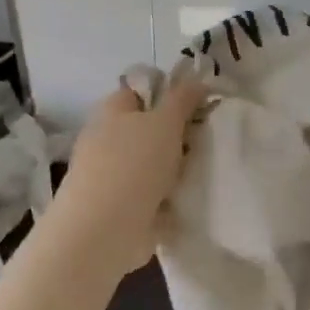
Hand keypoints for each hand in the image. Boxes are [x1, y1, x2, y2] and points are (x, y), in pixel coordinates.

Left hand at [54, 78, 207, 275]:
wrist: (104, 229)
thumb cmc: (134, 164)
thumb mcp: (165, 122)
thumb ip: (183, 99)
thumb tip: (197, 79)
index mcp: (112, 111)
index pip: (139, 91)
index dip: (167, 94)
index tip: (197, 106)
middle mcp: (107, 139)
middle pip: (148, 129)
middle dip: (175, 135)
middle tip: (204, 140)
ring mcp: (111, 175)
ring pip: (151, 163)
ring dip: (173, 169)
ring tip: (202, 171)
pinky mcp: (120, 207)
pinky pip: (151, 194)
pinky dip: (167, 198)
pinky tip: (188, 200)